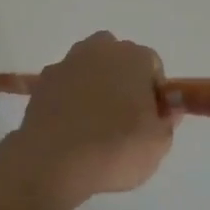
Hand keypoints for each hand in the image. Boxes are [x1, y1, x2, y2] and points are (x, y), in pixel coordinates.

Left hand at [7, 32, 177, 204]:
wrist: (53, 160)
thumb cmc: (115, 147)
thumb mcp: (157, 143)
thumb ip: (166, 121)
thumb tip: (166, 109)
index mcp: (133, 57)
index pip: (152, 65)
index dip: (154, 92)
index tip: (150, 118)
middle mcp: (99, 50)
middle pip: (118, 59)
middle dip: (123, 81)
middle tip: (124, 118)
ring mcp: (67, 63)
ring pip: (88, 68)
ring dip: (94, 86)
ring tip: (94, 124)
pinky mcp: (42, 81)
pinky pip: (65, 85)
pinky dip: (69, 98)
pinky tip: (70, 126)